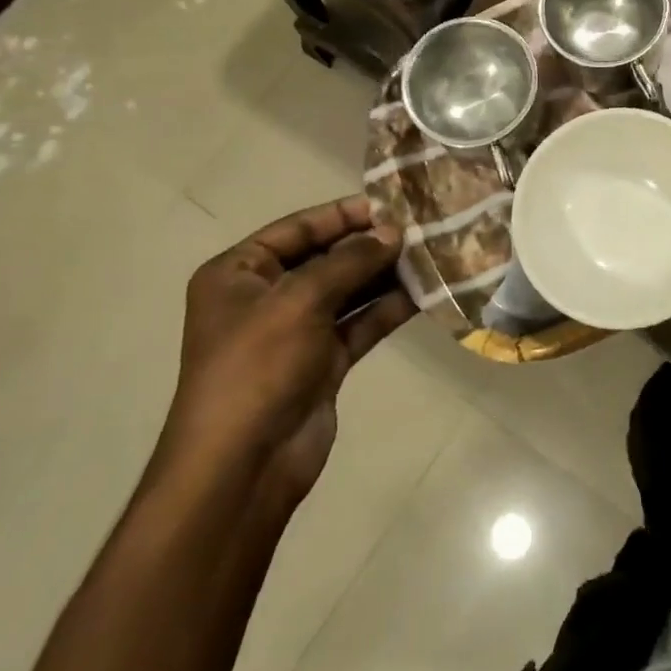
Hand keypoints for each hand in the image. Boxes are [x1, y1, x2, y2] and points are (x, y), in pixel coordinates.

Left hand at [159, 197, 413, 509]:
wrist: (243, 466)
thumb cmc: (258, 368)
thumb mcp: (300, 301)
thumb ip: (350, 261)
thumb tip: (393, 232)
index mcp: (239, 274)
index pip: (298, 229)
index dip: (344, 214)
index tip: (393, 204)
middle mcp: (266, 297)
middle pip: (327, 258)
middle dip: (372, 245)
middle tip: (422, 229)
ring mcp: (296, 331)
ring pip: (349, 291)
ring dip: (386, 275)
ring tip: (432, 254)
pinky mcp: (323, 361)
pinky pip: (360, 323)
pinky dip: (389, 308)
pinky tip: (425, 292)